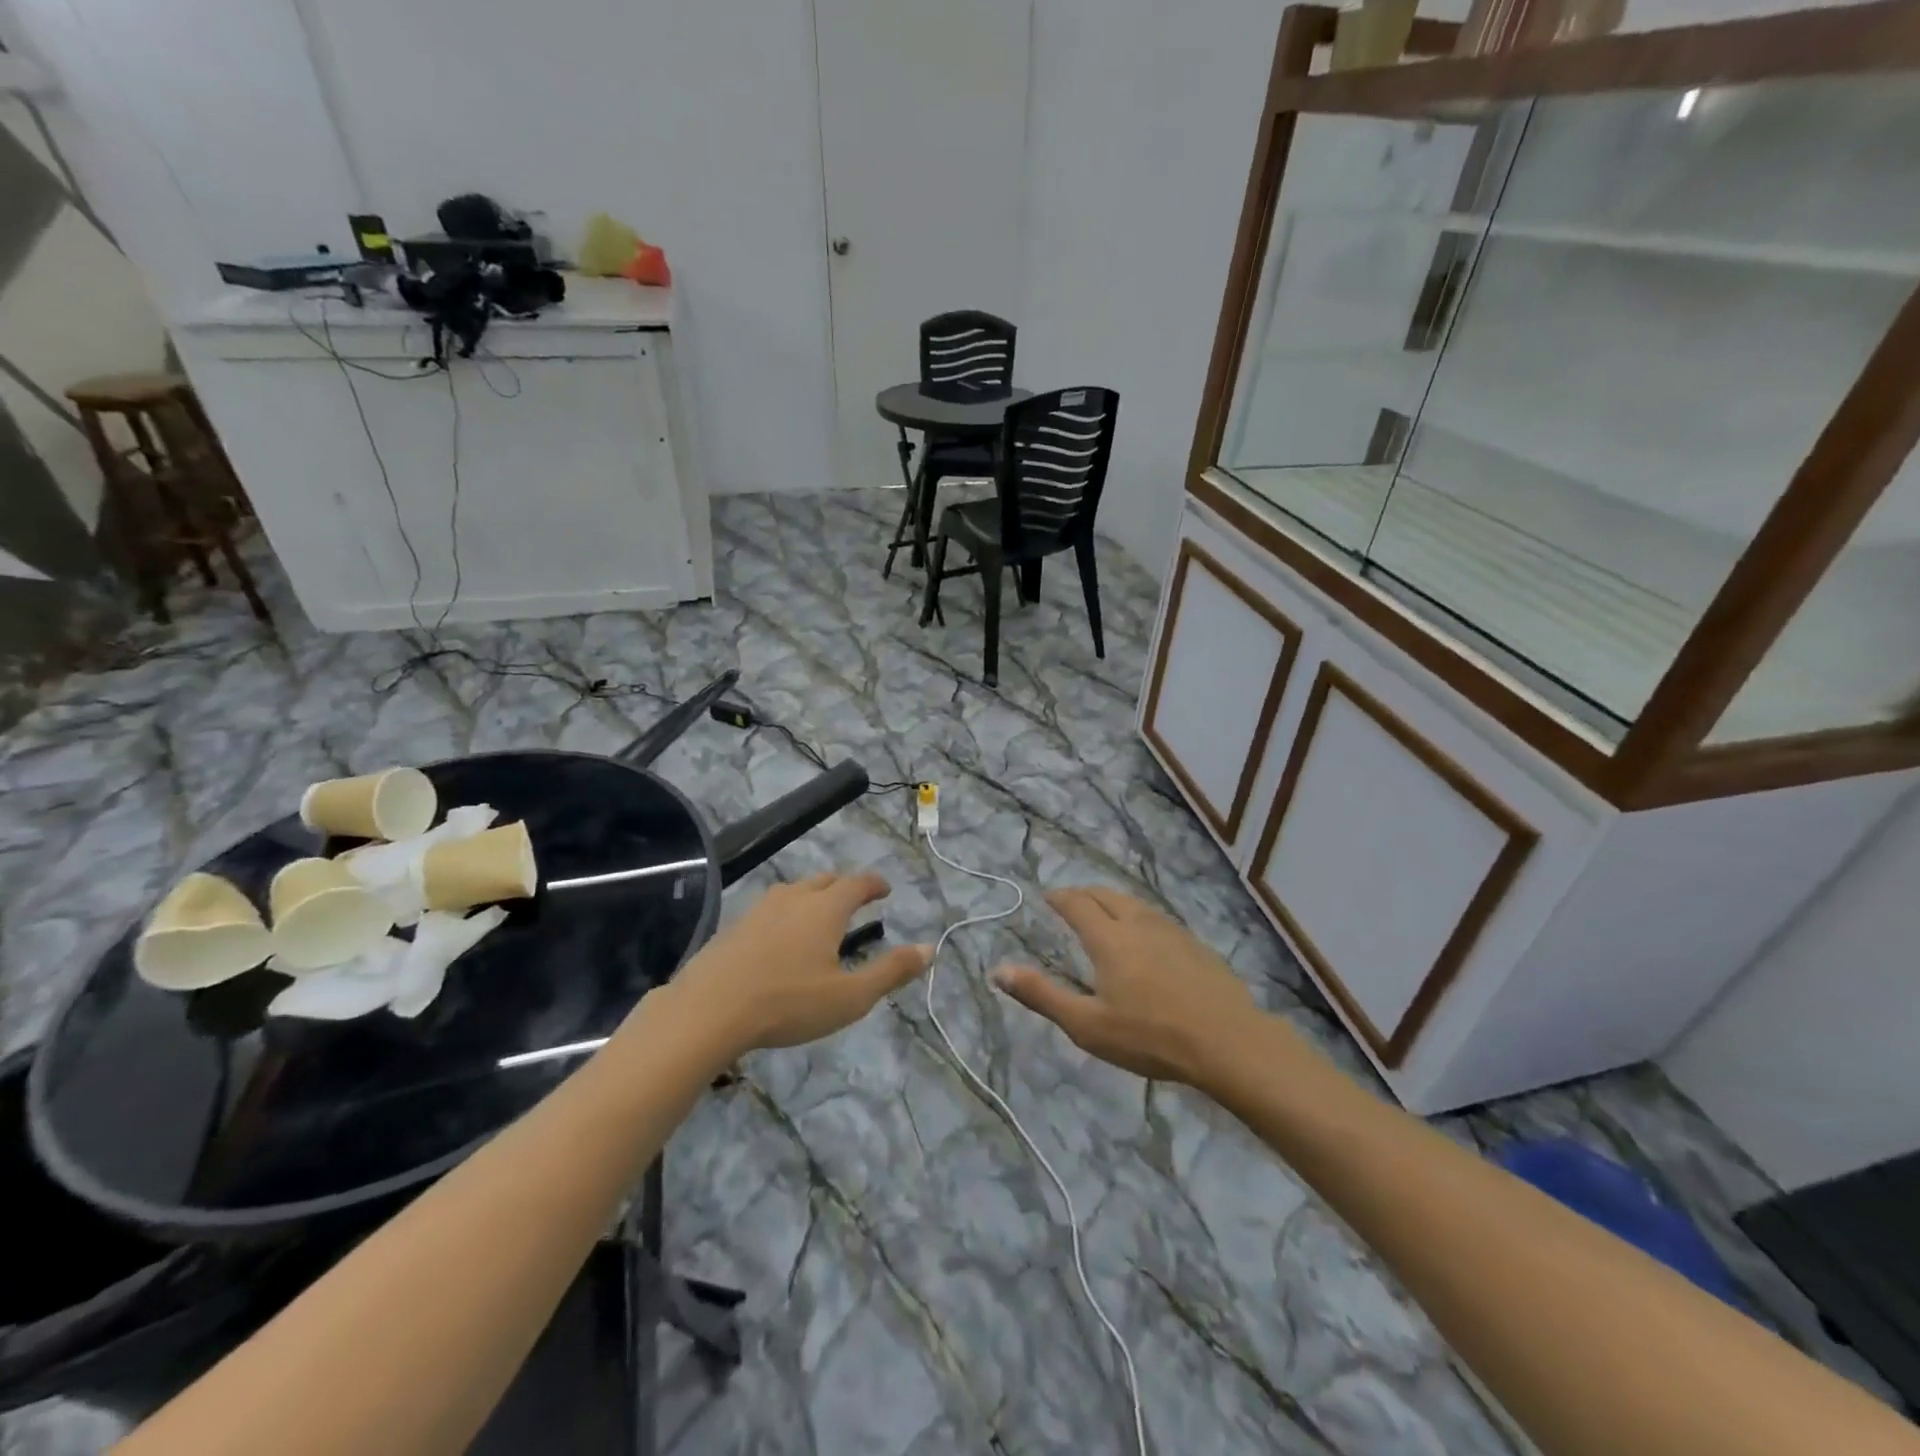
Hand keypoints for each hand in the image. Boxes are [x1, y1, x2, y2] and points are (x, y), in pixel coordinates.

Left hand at [668, 872, 929, 1058]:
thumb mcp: (850, 997)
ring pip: (794, 891)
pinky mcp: (734, 927)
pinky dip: (786, 913)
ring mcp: (759, 910)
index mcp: (825, 909)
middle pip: (825, 880)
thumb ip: (891, 972)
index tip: (885, 889)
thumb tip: (929, 949)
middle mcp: (794, 898)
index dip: (874, 884)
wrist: (708, 1010)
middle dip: (844, 886)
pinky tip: (780, 937)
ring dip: (813, 896)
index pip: (857, 883)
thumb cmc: (788, 1003)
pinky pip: (770, 909)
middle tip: (856, 899)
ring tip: (819, 915)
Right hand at [993, 887, 1263, 1085]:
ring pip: (1135, 904)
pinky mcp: (1196, 945)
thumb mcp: (1087, 1025)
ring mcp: (1172, 931)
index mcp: (1109, 938)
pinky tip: (1146, 936)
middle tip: (1072, 901)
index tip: (1048, 896)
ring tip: (1105, 912)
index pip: (1078, 904)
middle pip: (1107, 895)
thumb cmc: (1150, 1036)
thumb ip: (1042, 996)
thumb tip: (999, 970)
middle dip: (1085, 894)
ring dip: (1114, 902)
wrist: (1228, 1042)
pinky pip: (1158, 918)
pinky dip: (1139, 916)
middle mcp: (1138, 924)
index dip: (1060, 897)